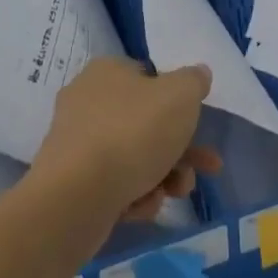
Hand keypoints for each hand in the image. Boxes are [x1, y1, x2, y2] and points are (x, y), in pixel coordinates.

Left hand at [32, 57, 222, 222]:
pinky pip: (114, 184)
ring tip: (177, 193)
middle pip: (146, 122)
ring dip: (164, 175)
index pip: (149, 77)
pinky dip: (134, 194)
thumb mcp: (179, 96)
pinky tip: (142, 206)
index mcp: (108, 71)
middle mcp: (88, 101)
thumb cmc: (132, 132)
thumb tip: (199, 73)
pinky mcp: (73, 182)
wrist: (76, 196)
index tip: (197, 122)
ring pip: (134, 156)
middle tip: (204, 167)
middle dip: (180, 148)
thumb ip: (194, 82)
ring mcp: (78, 143)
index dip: (177, 100)